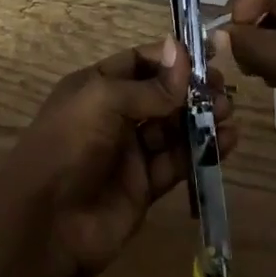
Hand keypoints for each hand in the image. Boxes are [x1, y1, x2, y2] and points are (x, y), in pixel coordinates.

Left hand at [0, 38, 237, 276]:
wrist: (45, 224)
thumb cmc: (69, 144)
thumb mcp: (104, 101)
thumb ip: (150, 86)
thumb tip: (182, 52)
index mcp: (97, 86)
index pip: (139, 62)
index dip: (171, 58)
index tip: (208, 54)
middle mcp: (114, 115)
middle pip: (160, 94)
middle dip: (191, 89)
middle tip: (223, 87)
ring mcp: (129, 152)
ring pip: (172, 128)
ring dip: (201, 118)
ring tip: (229, 112)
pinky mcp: (144, 186)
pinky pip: (177, 162)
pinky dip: (201, 151)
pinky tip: (227, 142)